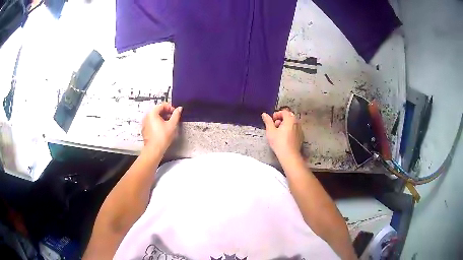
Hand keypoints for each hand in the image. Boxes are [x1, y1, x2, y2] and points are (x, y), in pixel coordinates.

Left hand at [141, 103, 182, 151]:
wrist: (154, 150)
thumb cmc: (163, 137)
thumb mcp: (172, 125)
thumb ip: (176, 115)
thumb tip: (179, 108)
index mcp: (152, 113)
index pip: (162, 105)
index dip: (170, 108)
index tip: (176, 113)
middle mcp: (147, 116)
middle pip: (158, 110)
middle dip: (167, 113)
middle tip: (173, 119)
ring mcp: (145, 123)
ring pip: (155, 117)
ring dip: (163, 118)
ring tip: (169, 125)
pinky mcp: (145, 130)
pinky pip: (152, 123)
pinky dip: (158, 124)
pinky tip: (163, 130)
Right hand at [261, 109, 303, 158]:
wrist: (289, 155)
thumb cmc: (279, 142)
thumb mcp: (270, 131)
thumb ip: (268, 121)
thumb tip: (264, 114)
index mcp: (290, 119)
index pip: (284, 112)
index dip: (277, 114)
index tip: (272, 120)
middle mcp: (296, 123)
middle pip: (289, 116)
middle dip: (281, 119)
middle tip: (275, 126)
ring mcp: (300, 130)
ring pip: (292, 123)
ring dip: (286, 124)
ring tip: (279, 132)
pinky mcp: (301, 137)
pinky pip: (295, 129)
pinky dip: (290, 130)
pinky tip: (285, 137)